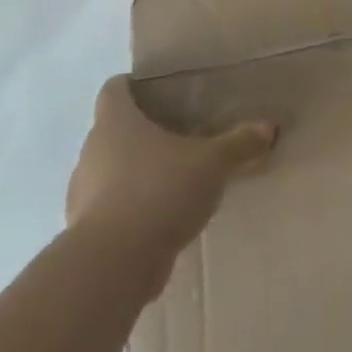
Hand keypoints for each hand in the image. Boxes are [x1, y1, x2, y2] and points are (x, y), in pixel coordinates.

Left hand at [65, 76, 275, 298]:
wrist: (113, 265)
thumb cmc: (159, 191)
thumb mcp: (212, 163)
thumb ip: (239, 143)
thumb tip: (268, 127)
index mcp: (116, 122)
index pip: (114, 89)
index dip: (133, 86)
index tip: (158, 91)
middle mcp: (92, 152)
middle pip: (113, 131)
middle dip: (142, 132)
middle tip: (179, 133)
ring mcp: (83, 194)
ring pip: (110, 171)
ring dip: (136, 173)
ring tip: (173, 178)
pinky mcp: (85, 233)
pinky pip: (112, 208)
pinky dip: (133, 208)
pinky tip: (163, 216)